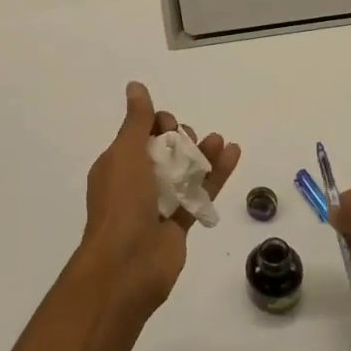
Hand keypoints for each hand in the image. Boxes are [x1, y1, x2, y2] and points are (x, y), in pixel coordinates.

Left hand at [78, 81, 239, 314]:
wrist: (127, 265)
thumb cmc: (121, 203)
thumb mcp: (125, 153)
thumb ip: (136, 120)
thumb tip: (135, 85)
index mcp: (117, 165)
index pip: (141, 134)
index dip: (157, 124)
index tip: (168, 125)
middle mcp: (137, 182)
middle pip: (166, 151)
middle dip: (181, 138)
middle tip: (188, 139)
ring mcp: (160, 204)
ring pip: (185, 171)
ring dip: (203, 153)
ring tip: (219, 142)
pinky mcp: (180, 223)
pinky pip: (200, 192)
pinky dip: (217, 174)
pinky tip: (233, 154)